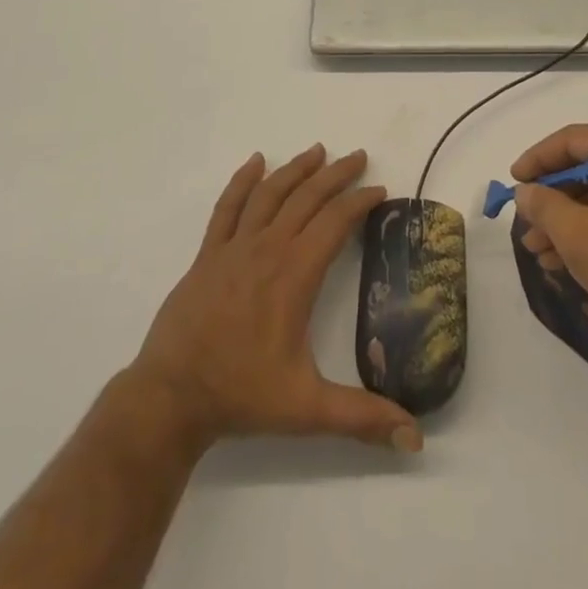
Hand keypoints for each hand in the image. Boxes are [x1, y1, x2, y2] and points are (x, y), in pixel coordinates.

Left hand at [132, 145, 422, 453]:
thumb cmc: (242, 394)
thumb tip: (416, 438)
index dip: (360, 202)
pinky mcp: (208, 253)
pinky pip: (228, 207)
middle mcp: (268, 248)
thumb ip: (363, 418)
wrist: (171, 396)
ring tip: (318, 150)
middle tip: (359, 157)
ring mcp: (234, 247)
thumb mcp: (308, 409)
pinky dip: (243, 181)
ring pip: (270, 193)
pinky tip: (255, 162)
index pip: (335, 223)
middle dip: (337, 175)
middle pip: (307, 197)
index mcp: (295, 274)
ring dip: (296, 169)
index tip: (380, 191)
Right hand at [512, 124, 587, 341]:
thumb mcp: (576, 233)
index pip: (573, 139)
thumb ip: (542, 204)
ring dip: (568, 218)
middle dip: (552, 197)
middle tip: (525, 219)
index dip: (537, 159)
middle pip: (587, 166)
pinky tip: (564, 258)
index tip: (513, 180)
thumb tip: (524, 192)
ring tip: (537, 249)